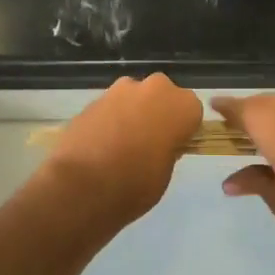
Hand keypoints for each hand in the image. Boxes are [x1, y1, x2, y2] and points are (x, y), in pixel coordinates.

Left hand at [37, 75, 201, 233]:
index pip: (192, 110)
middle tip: (149, 143)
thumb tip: (161, 142)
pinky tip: (101, 145)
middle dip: (157, 113)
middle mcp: (153, 88)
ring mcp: (119, 90)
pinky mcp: (93, 99)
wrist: (82, 186)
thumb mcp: (166, 172)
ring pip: (134, 98)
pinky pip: (110, 107)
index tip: (174, 145)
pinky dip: (110, 120)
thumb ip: (169, 148)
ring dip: (132, 114)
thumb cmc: (135, 185)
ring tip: (121, 145)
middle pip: (162, 96)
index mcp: (181, 105)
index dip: (183, 128)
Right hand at [214, 93, 274, 268]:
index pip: (240, 108)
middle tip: (238, 129)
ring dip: (274, 112)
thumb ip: (254, 181)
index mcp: (274, 125)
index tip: (214, 110)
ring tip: (267, 133)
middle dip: (249, 112)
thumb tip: (229, 182)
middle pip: (264, 102)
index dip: (225, 109)